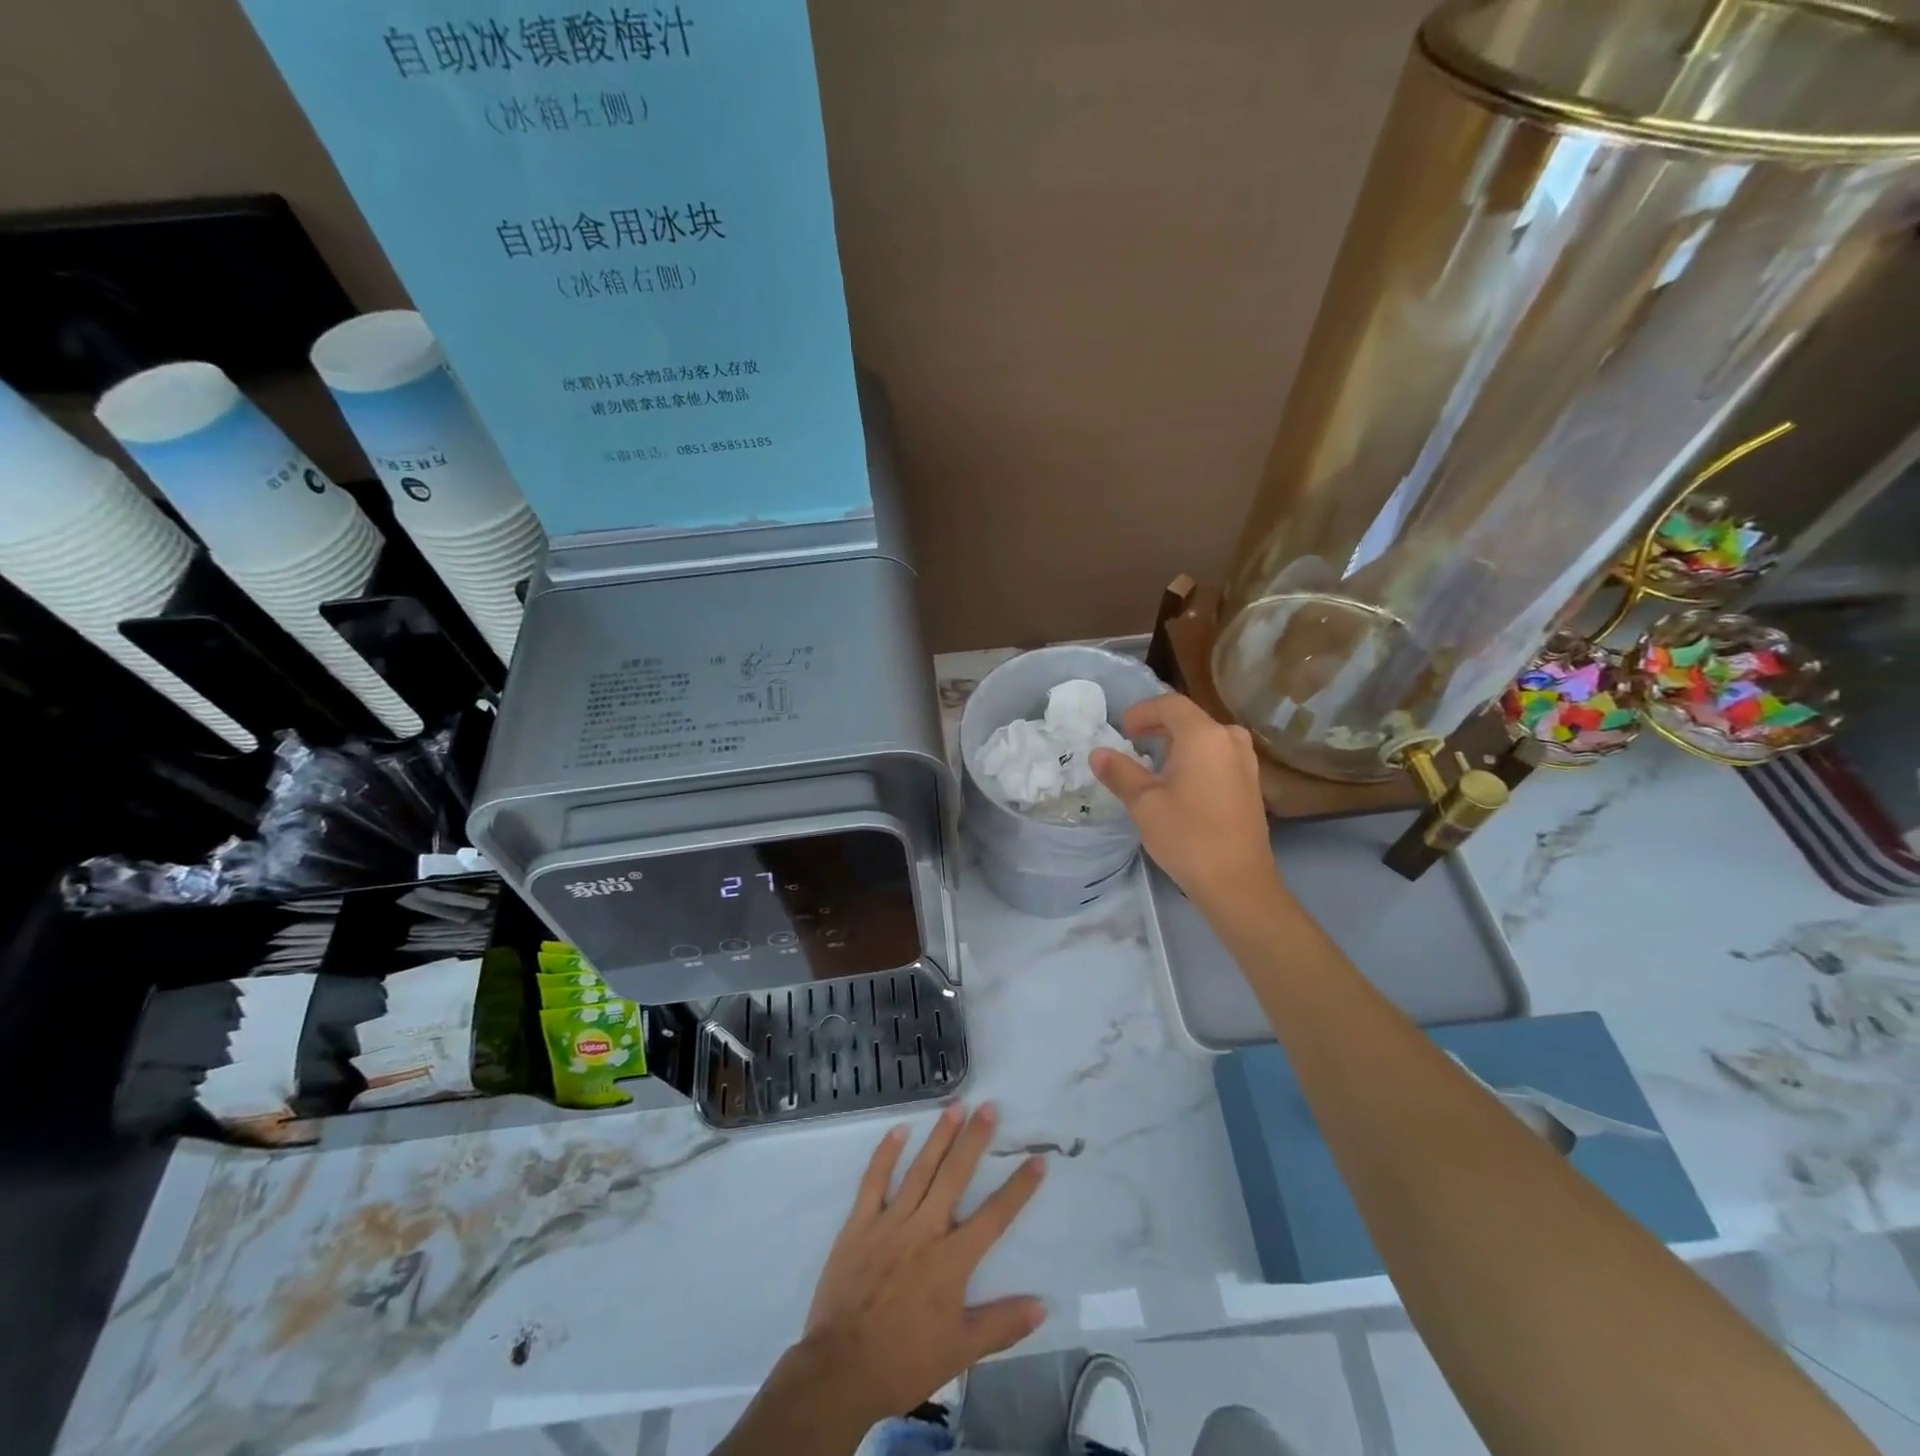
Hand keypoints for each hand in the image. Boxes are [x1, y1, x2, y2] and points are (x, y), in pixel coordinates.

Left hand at [799, 1103, 1047, 1425]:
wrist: (840, 1370)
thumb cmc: (904, 1362)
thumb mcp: (960, 1352)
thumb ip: (1002, 1325)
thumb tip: (1042, 1304)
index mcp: (951, 1261)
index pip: (994, 1216)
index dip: (1018, 1188)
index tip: (1037, 1159)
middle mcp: (925, 1230)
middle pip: (955, 1176)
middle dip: (975, 1140)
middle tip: (989, 1107)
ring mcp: (890, 1222)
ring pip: (920, 1170)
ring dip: (938, 1137)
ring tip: (955, 1107)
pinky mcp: (860, 1223)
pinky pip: (874, 1181)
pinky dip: (886, 1154)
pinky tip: (898, 1130)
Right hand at [1091, 692, 1282, 911]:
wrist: (1238, 882)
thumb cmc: (1187, 836)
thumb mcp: (1144, 803)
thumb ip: (1120, 772)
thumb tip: (1098, 754)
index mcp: (1204, 736)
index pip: (1170, 705)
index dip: (1142, 711)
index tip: (1122, 730)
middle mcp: (1230, 739)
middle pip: (1190, 718)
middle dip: (1158, 725)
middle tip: (1132, 742)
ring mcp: (1245, 761)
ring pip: (1206, 737)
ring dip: (1178, 742)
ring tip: (1153, 762)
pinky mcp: (1251, 783)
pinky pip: (1218, 755)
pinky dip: (1195, 758)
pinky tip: (1180, 782)